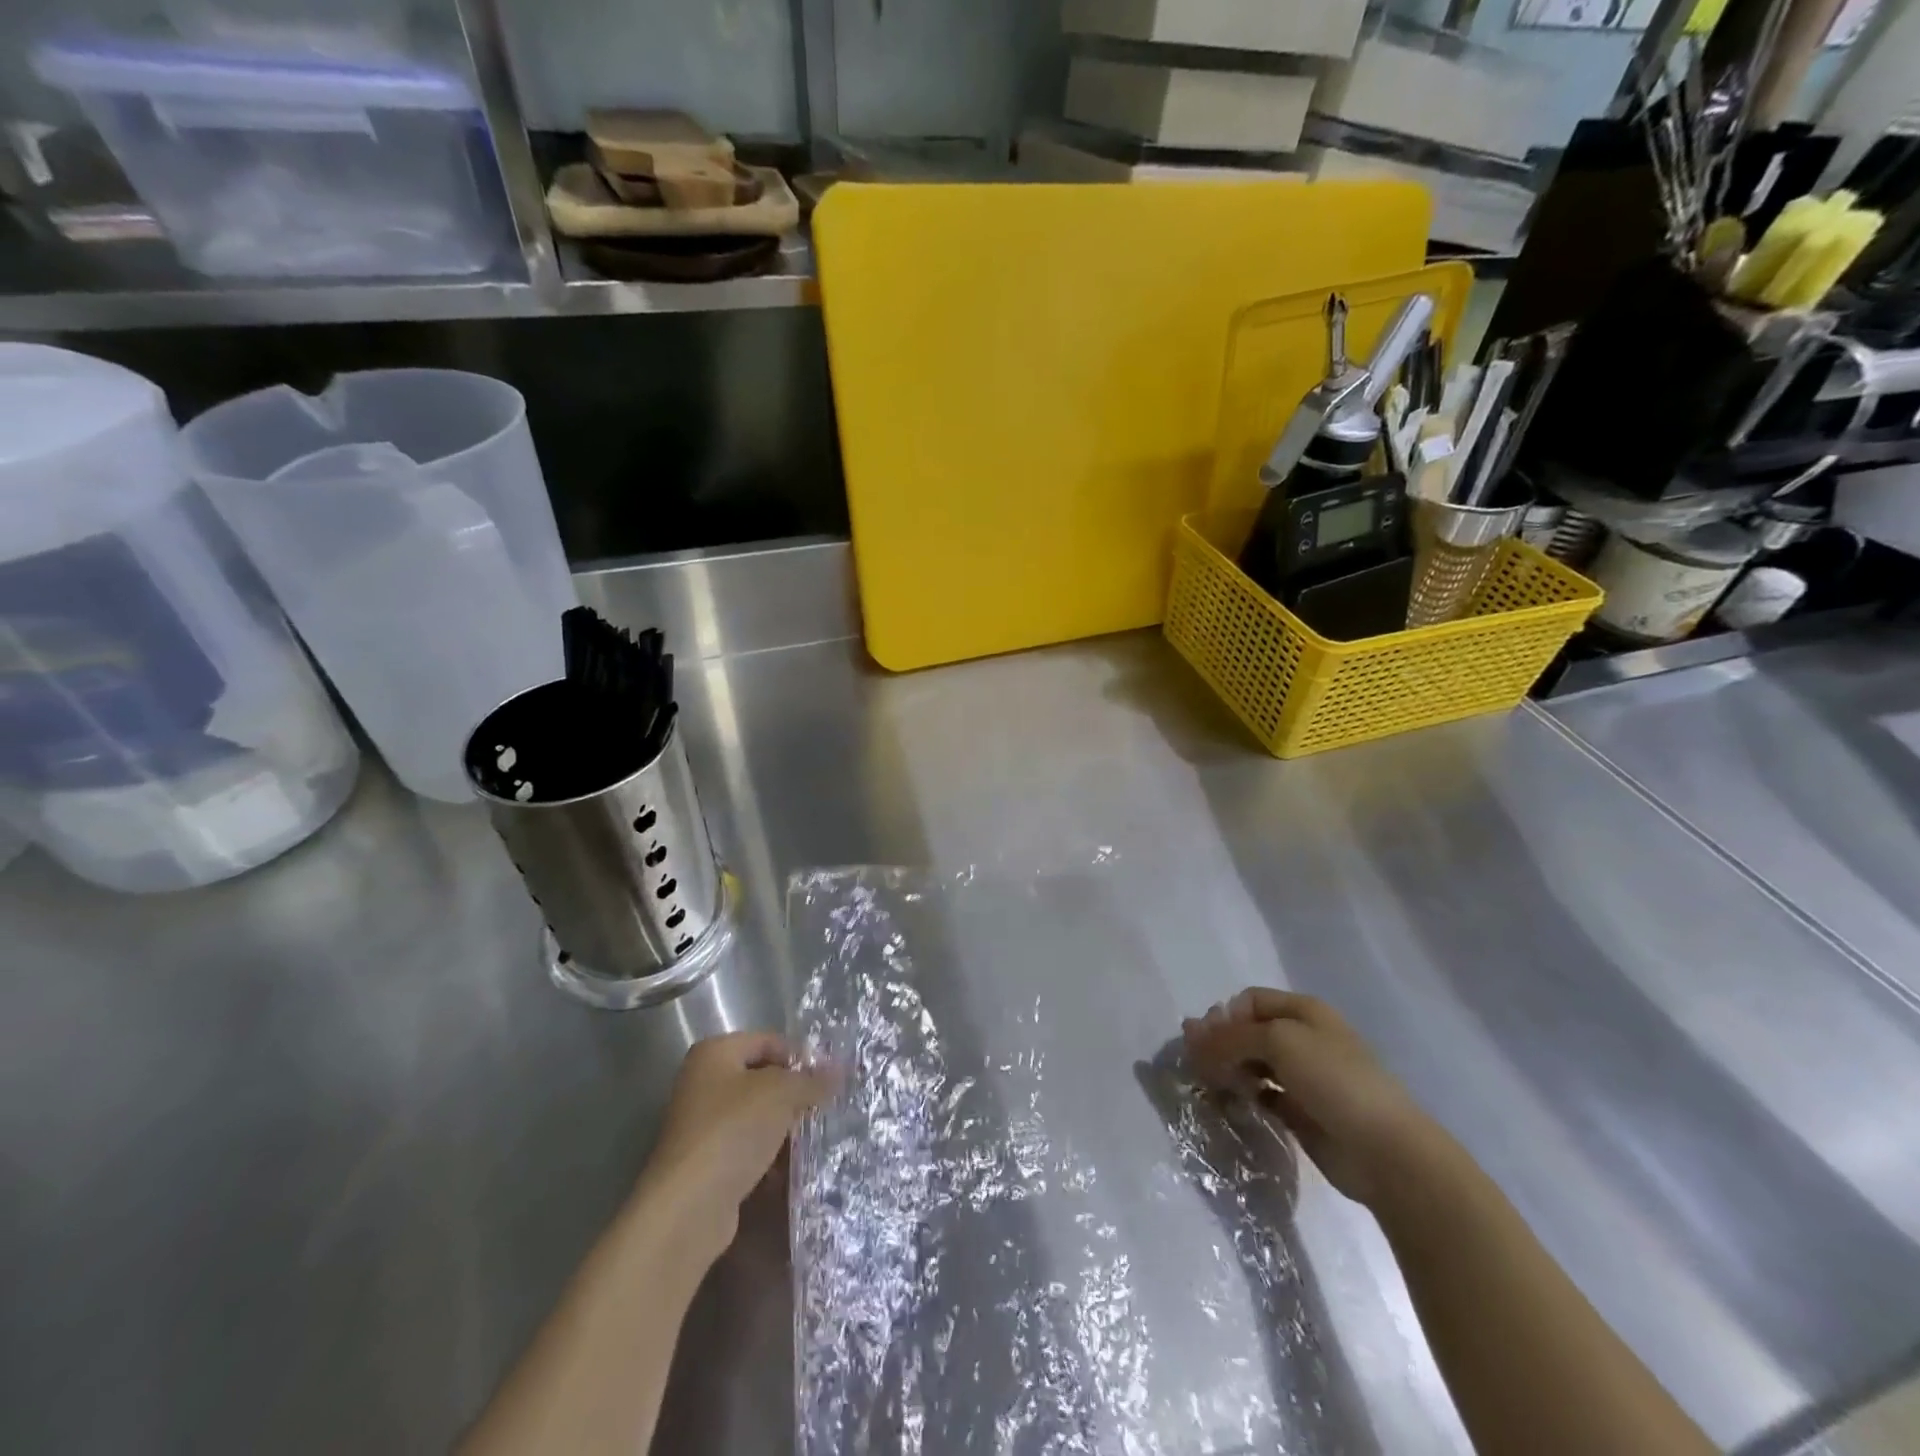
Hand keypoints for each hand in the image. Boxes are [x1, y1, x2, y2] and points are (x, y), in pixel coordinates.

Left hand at [637, 1032, 837, 1257]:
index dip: (800, 1056)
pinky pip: (746, 1148)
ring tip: (813, 1139)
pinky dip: (768, 1156)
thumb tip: (840, 1070)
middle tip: (824, 1109)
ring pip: (756, 1116)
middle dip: (793, 1094)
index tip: (827, 1080)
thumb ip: (812, 1080)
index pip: (768, 1041)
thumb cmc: (733, 1131)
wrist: (688, 1207)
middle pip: (762, 1078)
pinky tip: (790, 1170)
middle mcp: (703, 1082)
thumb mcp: (781, 1094)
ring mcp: (702, 1124)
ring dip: (783, 1128)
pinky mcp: (706, 1162)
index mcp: (714, 1053)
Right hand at [1182, 989, 1445, 1209]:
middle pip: (1249, 1031)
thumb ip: (1231, 1037)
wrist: (1386, 1151)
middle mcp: (1302, 1038)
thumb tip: (1191, 1033)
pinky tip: (1234, 1105)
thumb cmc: (1334, 1080)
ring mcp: (1303, 1077)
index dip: (1223, 1016)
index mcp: (1303, 1011)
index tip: (1204, 1041)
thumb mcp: (1278, 1042)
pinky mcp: (1301, 1112)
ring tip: (1213, 1086)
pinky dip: (1245, 1096)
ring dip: (1230, 1070)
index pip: (1249, 1001)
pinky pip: (1262, 1094)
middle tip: (1199, 1066)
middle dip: (1222, 1044)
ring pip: (1253, 1063)